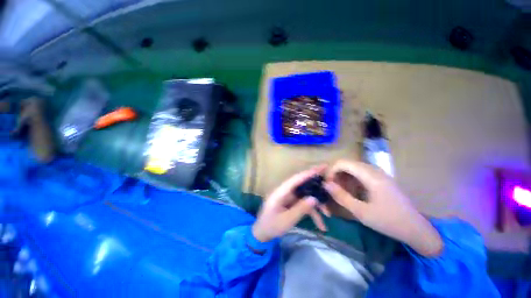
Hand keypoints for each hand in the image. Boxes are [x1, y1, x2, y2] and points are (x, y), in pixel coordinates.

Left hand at [252, 165, 327, 242]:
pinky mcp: (291, 203)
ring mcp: (288, 197)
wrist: (262, 234)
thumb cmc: (271, 226)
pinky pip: (303, 204)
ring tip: (328, 214)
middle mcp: (285, 191)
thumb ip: (300, 209)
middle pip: (302, 185)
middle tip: (330, 183)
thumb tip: (314, 198)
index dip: (309, 173)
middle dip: (316, 186)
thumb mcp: (286, 220)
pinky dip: (312, 212)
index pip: (296, 179)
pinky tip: (321, 224)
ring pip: (305, 195)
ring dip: (316, 204)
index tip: (322, 167)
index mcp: (280, 191)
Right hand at [323, 160, 442, 256]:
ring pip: (353, 168)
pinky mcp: (380, 179)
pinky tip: (353, 192)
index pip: (343, 163)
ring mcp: (378, 173)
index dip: (331, 171)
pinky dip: (351, 180)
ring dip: (343, 177)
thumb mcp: (361, 212)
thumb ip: (341, 196)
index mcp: (370, 176)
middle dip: (336, 175)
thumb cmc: (389, 221)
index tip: (327, 184)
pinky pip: (360, 173)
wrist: (416, 229)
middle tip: (333, 189)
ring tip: (342, 192)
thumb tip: (325, 184)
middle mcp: (374, 170)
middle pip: (347, 164)